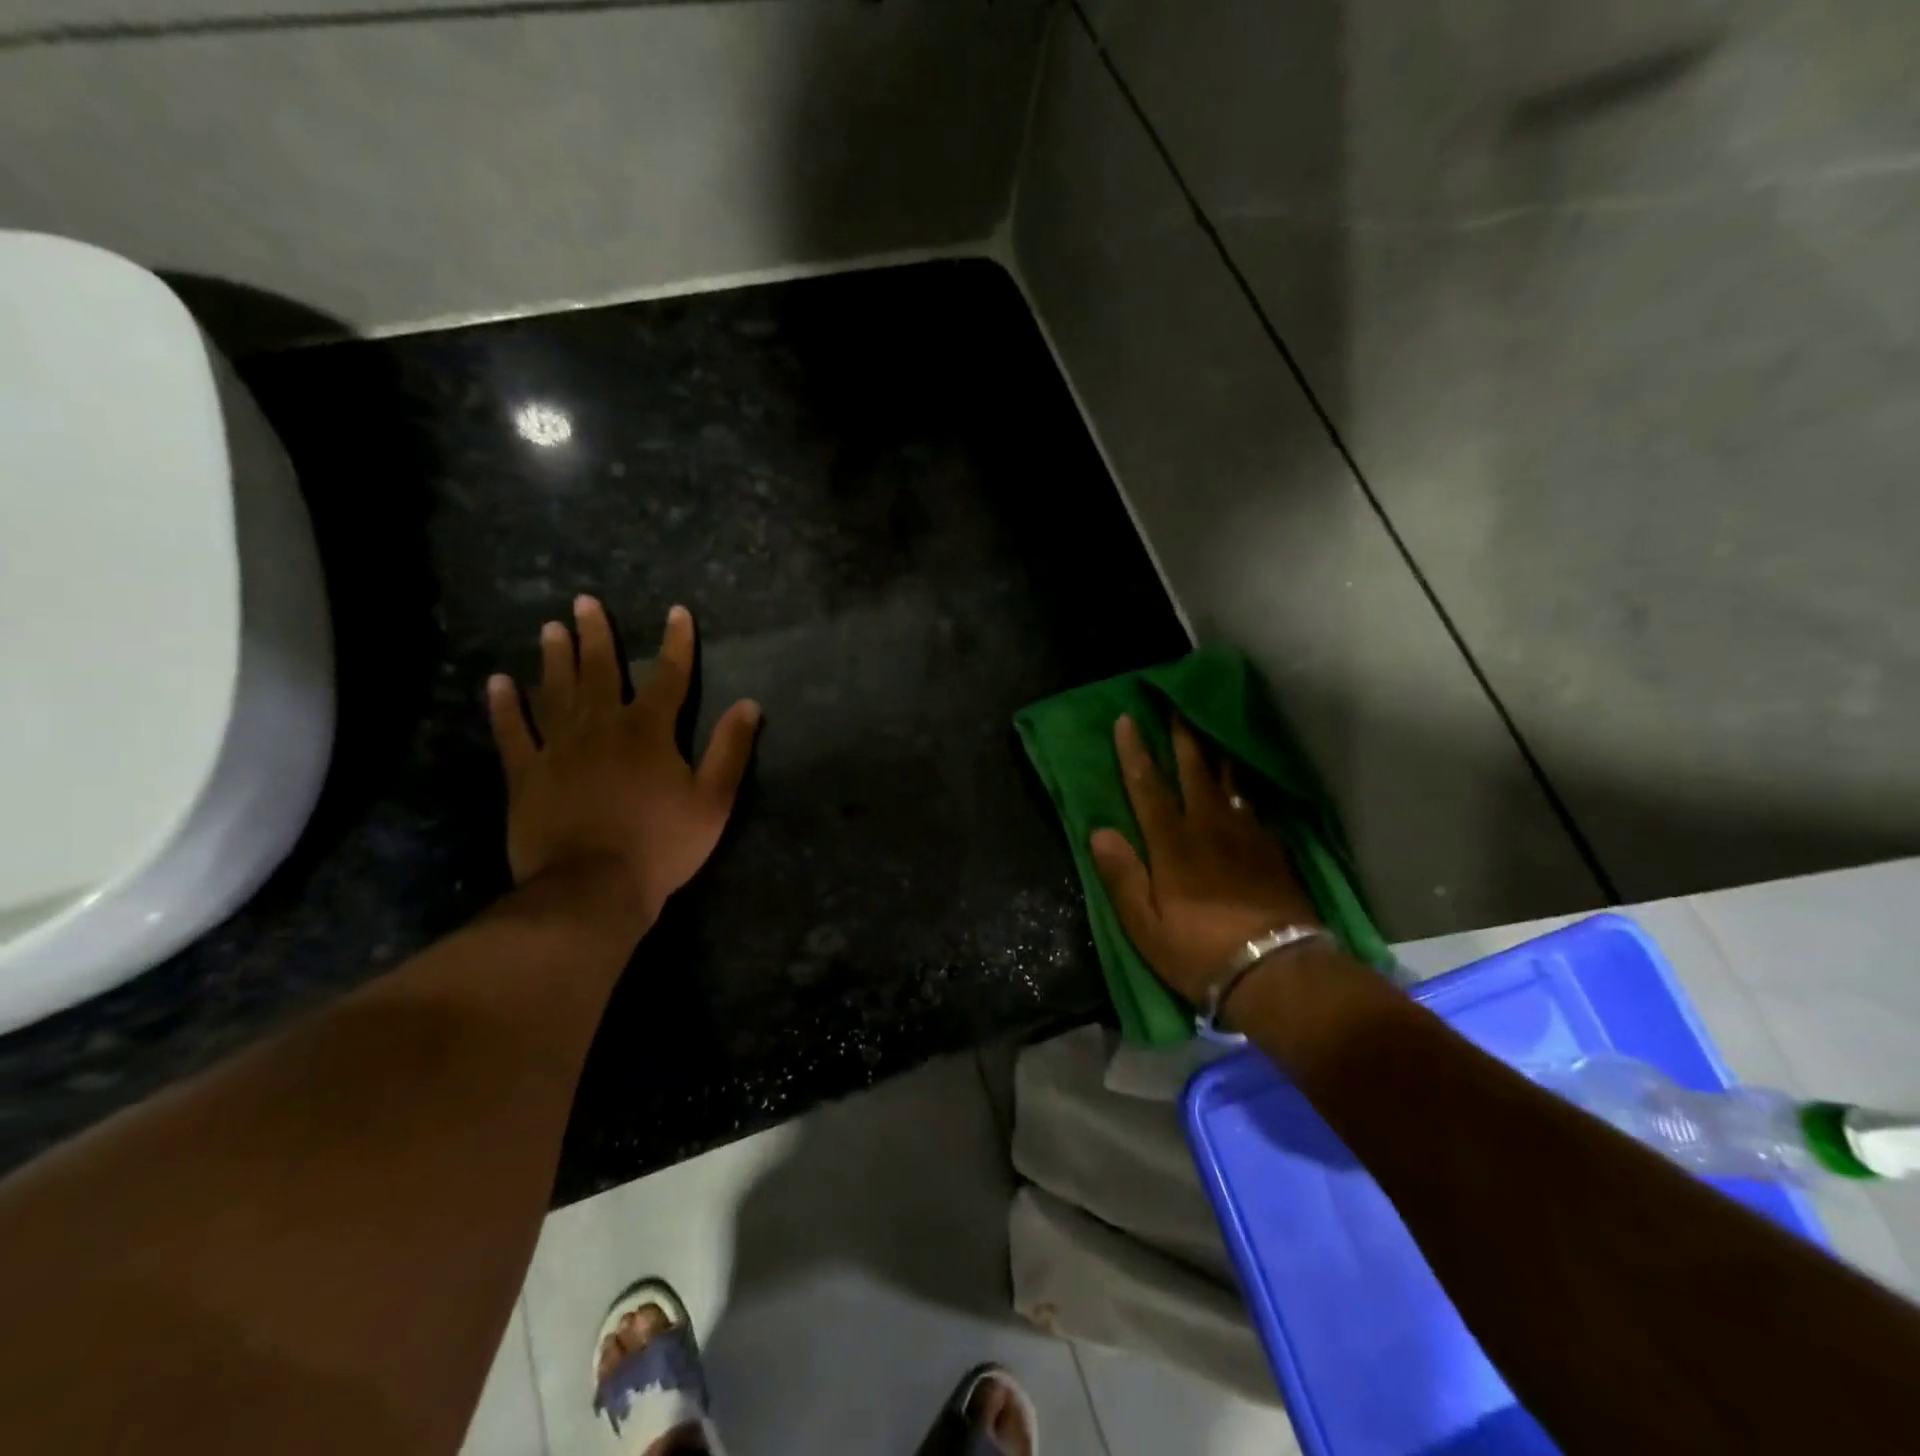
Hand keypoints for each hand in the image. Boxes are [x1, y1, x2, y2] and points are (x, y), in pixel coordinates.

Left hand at [486, 597, 759, 924]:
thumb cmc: (662, 844)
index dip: (676, 643)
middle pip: (600, 672)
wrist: (592, 888)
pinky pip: (512, 733)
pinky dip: (504, 707)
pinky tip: (498, 683)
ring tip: (551, 628)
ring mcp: (558, 748)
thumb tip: (749, 704)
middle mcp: (601, 727)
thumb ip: (730, 750)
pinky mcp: (526, 774)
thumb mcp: (713, 800)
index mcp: (648, 731)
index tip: (677, 612)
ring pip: (555, 692)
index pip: (669, 677)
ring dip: (554, 659)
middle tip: (584, 601)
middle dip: (597, 635)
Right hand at [1090, 715, 1319, 1003]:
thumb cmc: (1199, 952)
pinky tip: (1241, 789)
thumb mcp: (1145, 925)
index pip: (1147, 787)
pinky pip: (1252, 808)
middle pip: (1193, 772)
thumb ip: (1122, 875)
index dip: (1135, 753)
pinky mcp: (1272, 851)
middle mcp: (1208, 829)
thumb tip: (1099, 831)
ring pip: (1227, 783)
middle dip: (1182, 737)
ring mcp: (1245, 837)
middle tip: (1177, 705)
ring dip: (1215, 754)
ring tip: (1210, 732)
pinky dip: (1241, 790)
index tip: (1127, 720)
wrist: (1277, 972)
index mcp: (1172, 845)